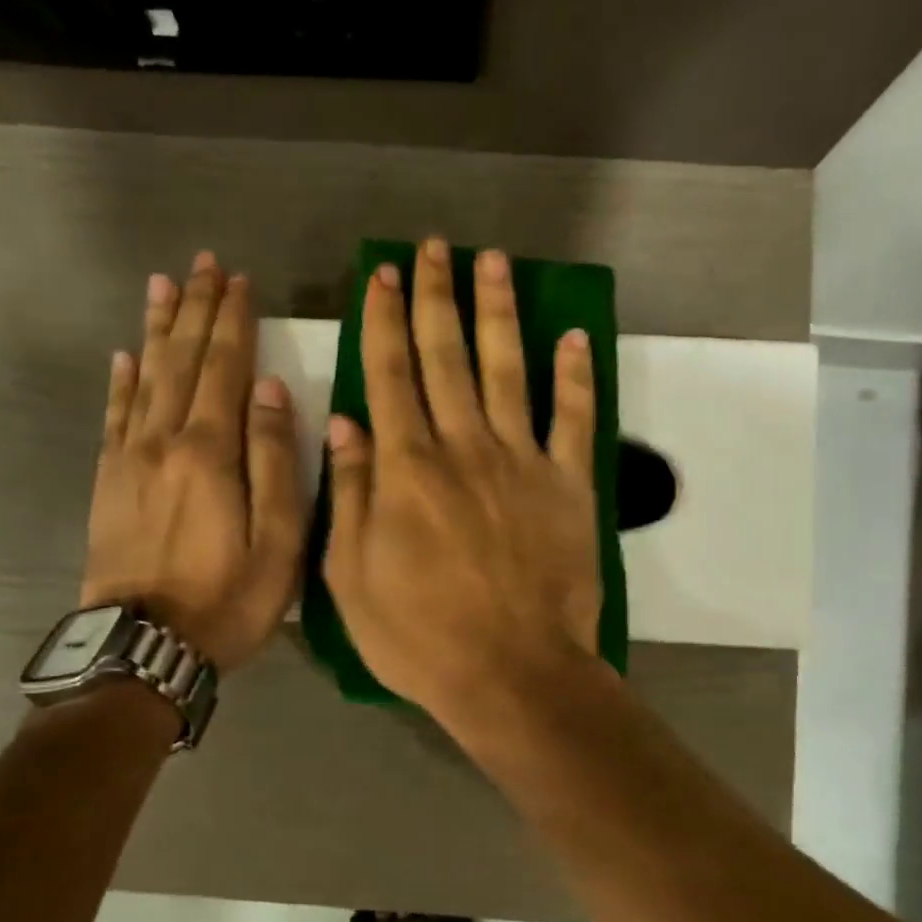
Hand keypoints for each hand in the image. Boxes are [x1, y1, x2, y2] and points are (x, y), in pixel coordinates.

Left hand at [82, 252, 304, 670]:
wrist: (145, 646)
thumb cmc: (227, 599)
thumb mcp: (278, 541)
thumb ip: (276, 461)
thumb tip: (271, 390)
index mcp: (211, 451)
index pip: (224, 368)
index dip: (233, 322)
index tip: (241, 281)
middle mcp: (165, 440)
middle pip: (182, 360)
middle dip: (195, 309)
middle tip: (203, 264)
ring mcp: (130, 459)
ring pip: (145, 377)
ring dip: (157, 329)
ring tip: (162, 286)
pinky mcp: (109, 482)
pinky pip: (114, 416)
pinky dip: (121, 381)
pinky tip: (125, 355)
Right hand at [322, 239, 601, 724]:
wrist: (512, 673)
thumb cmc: (420, 636)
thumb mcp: (351, 577)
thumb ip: (350, 495)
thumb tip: (345, 423)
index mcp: (406, 468)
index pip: (390, 375)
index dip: (385, 321)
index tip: (383, 276)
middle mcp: (462, 447)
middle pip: (447, 356)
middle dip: (436, 297)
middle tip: (432, 249)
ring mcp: (522, 461)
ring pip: (507, 369)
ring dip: (498, 312)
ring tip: (492, 262)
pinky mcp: (570, 485)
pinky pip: (573, 418)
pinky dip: (575, 375)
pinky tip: (572, 336)